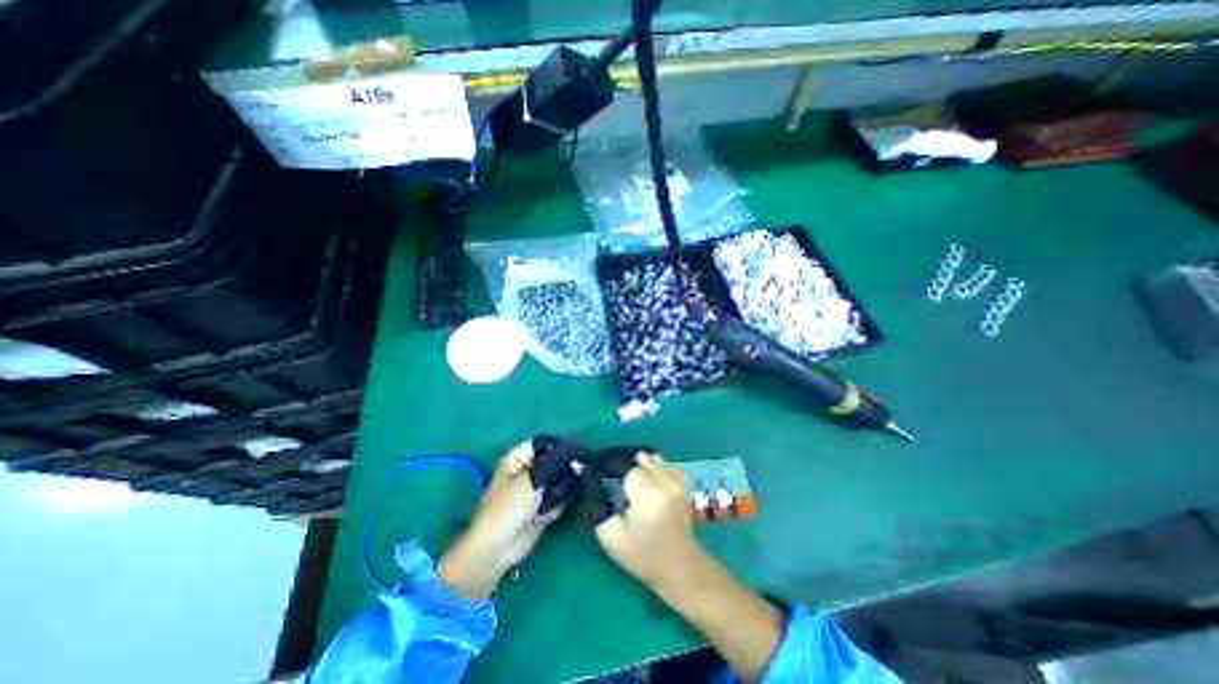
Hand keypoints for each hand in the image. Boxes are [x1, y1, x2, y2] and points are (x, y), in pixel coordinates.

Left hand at [438, 444, 567, 597]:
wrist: (496, 551)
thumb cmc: (506, 510)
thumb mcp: (529, 482)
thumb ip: (553, 463)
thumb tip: (574, 447)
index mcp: (519, 459)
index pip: (544, 443)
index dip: (560, 445)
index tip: (577, 451)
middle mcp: (529, 470)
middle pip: (556, 460)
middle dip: (566, 468)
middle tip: (577, 474)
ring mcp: (538, 488)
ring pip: (561, 478)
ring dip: (563, 488)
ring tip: (555, 499)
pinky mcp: (545, 504)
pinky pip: (561, 496)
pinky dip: (560, 503)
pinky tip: (548, 514)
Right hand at [597, 454, 701, 588]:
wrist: (679, 567)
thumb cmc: (642, 555)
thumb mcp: (611, 537)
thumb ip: (598, 506)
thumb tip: (592, 481)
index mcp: (649, 495)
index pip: (627, 469)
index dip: (615, 474)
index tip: (607, 485)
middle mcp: (665, 482)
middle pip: (641, 459)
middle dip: (628, 469)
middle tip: (620, 488)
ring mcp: (677, 481)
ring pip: (652, 459)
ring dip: (641, 467)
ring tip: (634, 485)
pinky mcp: (682, 484)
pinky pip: (663, 465)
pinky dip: (653, 468)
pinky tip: (648, 484)